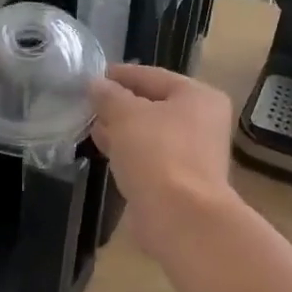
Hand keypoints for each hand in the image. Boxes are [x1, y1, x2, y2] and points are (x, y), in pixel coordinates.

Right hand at [89, 64, 240, 259]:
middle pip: (155, 105)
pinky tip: (106, 153)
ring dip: (122, 131)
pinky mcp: (180, 182)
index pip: (154, 76)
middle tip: (89, 104)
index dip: (122, 75)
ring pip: (151, 134)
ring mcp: (194, 155)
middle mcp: (202, 123)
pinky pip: (150, 158)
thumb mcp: (126, 115)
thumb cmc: (157, 154)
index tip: (95, 75)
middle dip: (121, 105)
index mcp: (198, 97)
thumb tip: (96, 85)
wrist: (180, 217)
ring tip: (91, 127)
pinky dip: (129, 153)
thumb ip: (109, 96)